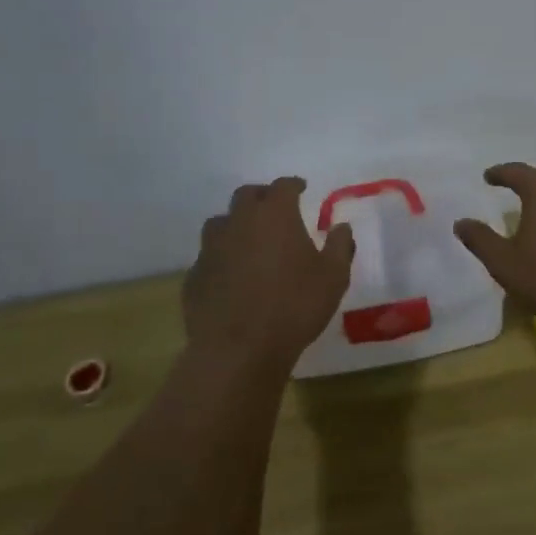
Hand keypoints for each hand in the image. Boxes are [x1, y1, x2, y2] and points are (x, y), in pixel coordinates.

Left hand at [184, 178, 355, 361]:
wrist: (239, 349)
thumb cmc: (294, 306)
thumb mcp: (333, 277)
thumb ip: (339, 246)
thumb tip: (341, 226)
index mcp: (275, 215)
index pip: (283, 186)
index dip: (293, 185)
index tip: (301, 188)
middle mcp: (239, 222)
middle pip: (246, 195)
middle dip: (262, 197)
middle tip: (274, 208)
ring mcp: (211, 248)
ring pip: (220, 223)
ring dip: (235, 224)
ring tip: (248, 239)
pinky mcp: (194, 276)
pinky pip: (208, 257)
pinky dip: (221, 257)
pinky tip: (231, 275)